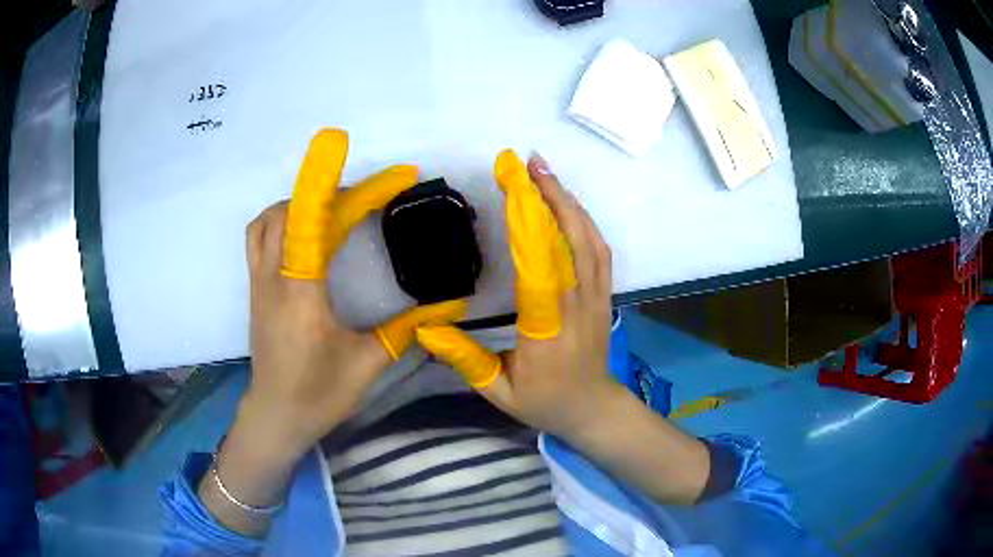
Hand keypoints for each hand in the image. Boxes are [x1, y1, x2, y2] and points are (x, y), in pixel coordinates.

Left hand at [200, 129, 464, 534]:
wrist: (275, 415)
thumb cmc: (318, 395)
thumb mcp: (368, 365)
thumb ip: (406, 330)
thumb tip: (449, 305)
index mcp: (301, 295)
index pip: (316, 223)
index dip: (352, 189)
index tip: (395, 172)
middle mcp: (274, 278)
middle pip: (296, 211)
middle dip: (339, 191)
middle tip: (379, 194)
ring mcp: (259, 281)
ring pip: (270, 219)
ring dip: (305, 201)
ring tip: (340, 206)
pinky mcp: (257, 287)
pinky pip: (261, 235)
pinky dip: (284, 217)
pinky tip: (308, 230)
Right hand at [417, 151, 710, 505]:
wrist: (594, 408)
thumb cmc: (543, 403)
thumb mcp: (497, 393)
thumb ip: (465, 360)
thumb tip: (425, 329)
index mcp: (547, 333)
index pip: (538, 270)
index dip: (526, 222)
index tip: (511, 184)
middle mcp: (577, 308)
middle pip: (568, 242)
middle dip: (546, 196)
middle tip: (523, 162)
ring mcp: (597, 298)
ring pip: (588, 239)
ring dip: (566, 200)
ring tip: (542, 170)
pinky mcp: (605, 293)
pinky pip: (599, 248)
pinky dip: (582, 218)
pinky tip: (565, 200)